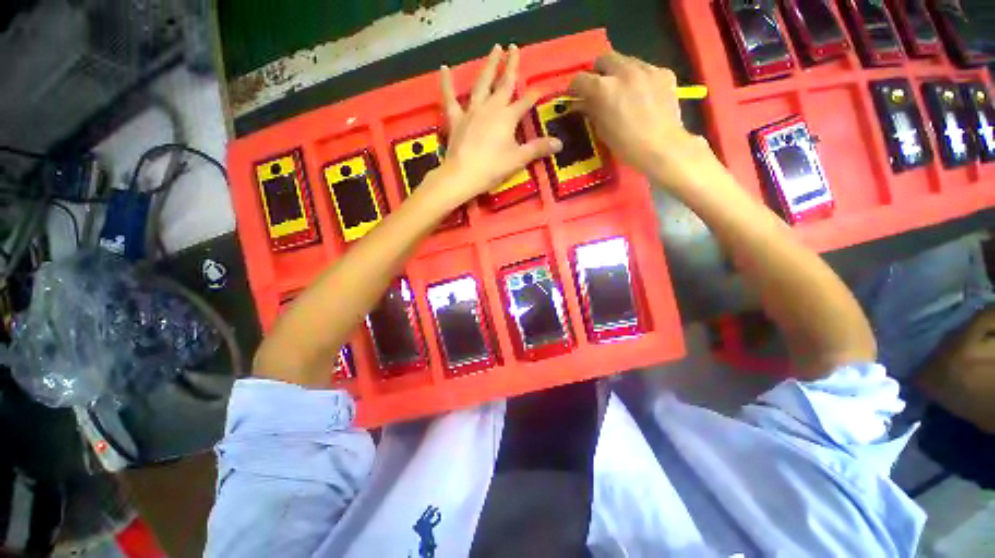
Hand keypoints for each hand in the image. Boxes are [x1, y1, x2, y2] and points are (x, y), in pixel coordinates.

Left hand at [429, 45, 561, 206]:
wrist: (463, 175)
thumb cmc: (493, 168)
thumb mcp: (518, 159)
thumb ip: (538, 149)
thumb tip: (560, 143)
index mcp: (507, 117)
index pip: (524, 102)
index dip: (533, 95)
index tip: (539, 89)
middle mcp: (491, 108)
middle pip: (504, 84)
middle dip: (511, 66)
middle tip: (514, 47)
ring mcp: (472, 110)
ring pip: (482, 83)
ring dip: (489, 65)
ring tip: (494, 49)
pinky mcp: (456, 118)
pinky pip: (450, 97)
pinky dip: (447, 83)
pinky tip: (444, 68)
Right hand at [568, 51, 714, 187]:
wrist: (662, 147)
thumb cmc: (625, 145)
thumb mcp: (601, 129)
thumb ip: (591, 110)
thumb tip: (582, 103)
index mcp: (603, 88)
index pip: (580, 78)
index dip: (576, 88)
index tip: (577, 97)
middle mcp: (623, 71)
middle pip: (604, 59)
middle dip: (598, 72)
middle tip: (601, 88)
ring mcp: (646, 69)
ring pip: (626, 60)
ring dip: (620, 73)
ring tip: (624, 91)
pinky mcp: (664, 72)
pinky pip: (646, 69)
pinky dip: (641, 79)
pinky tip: (644, 95)